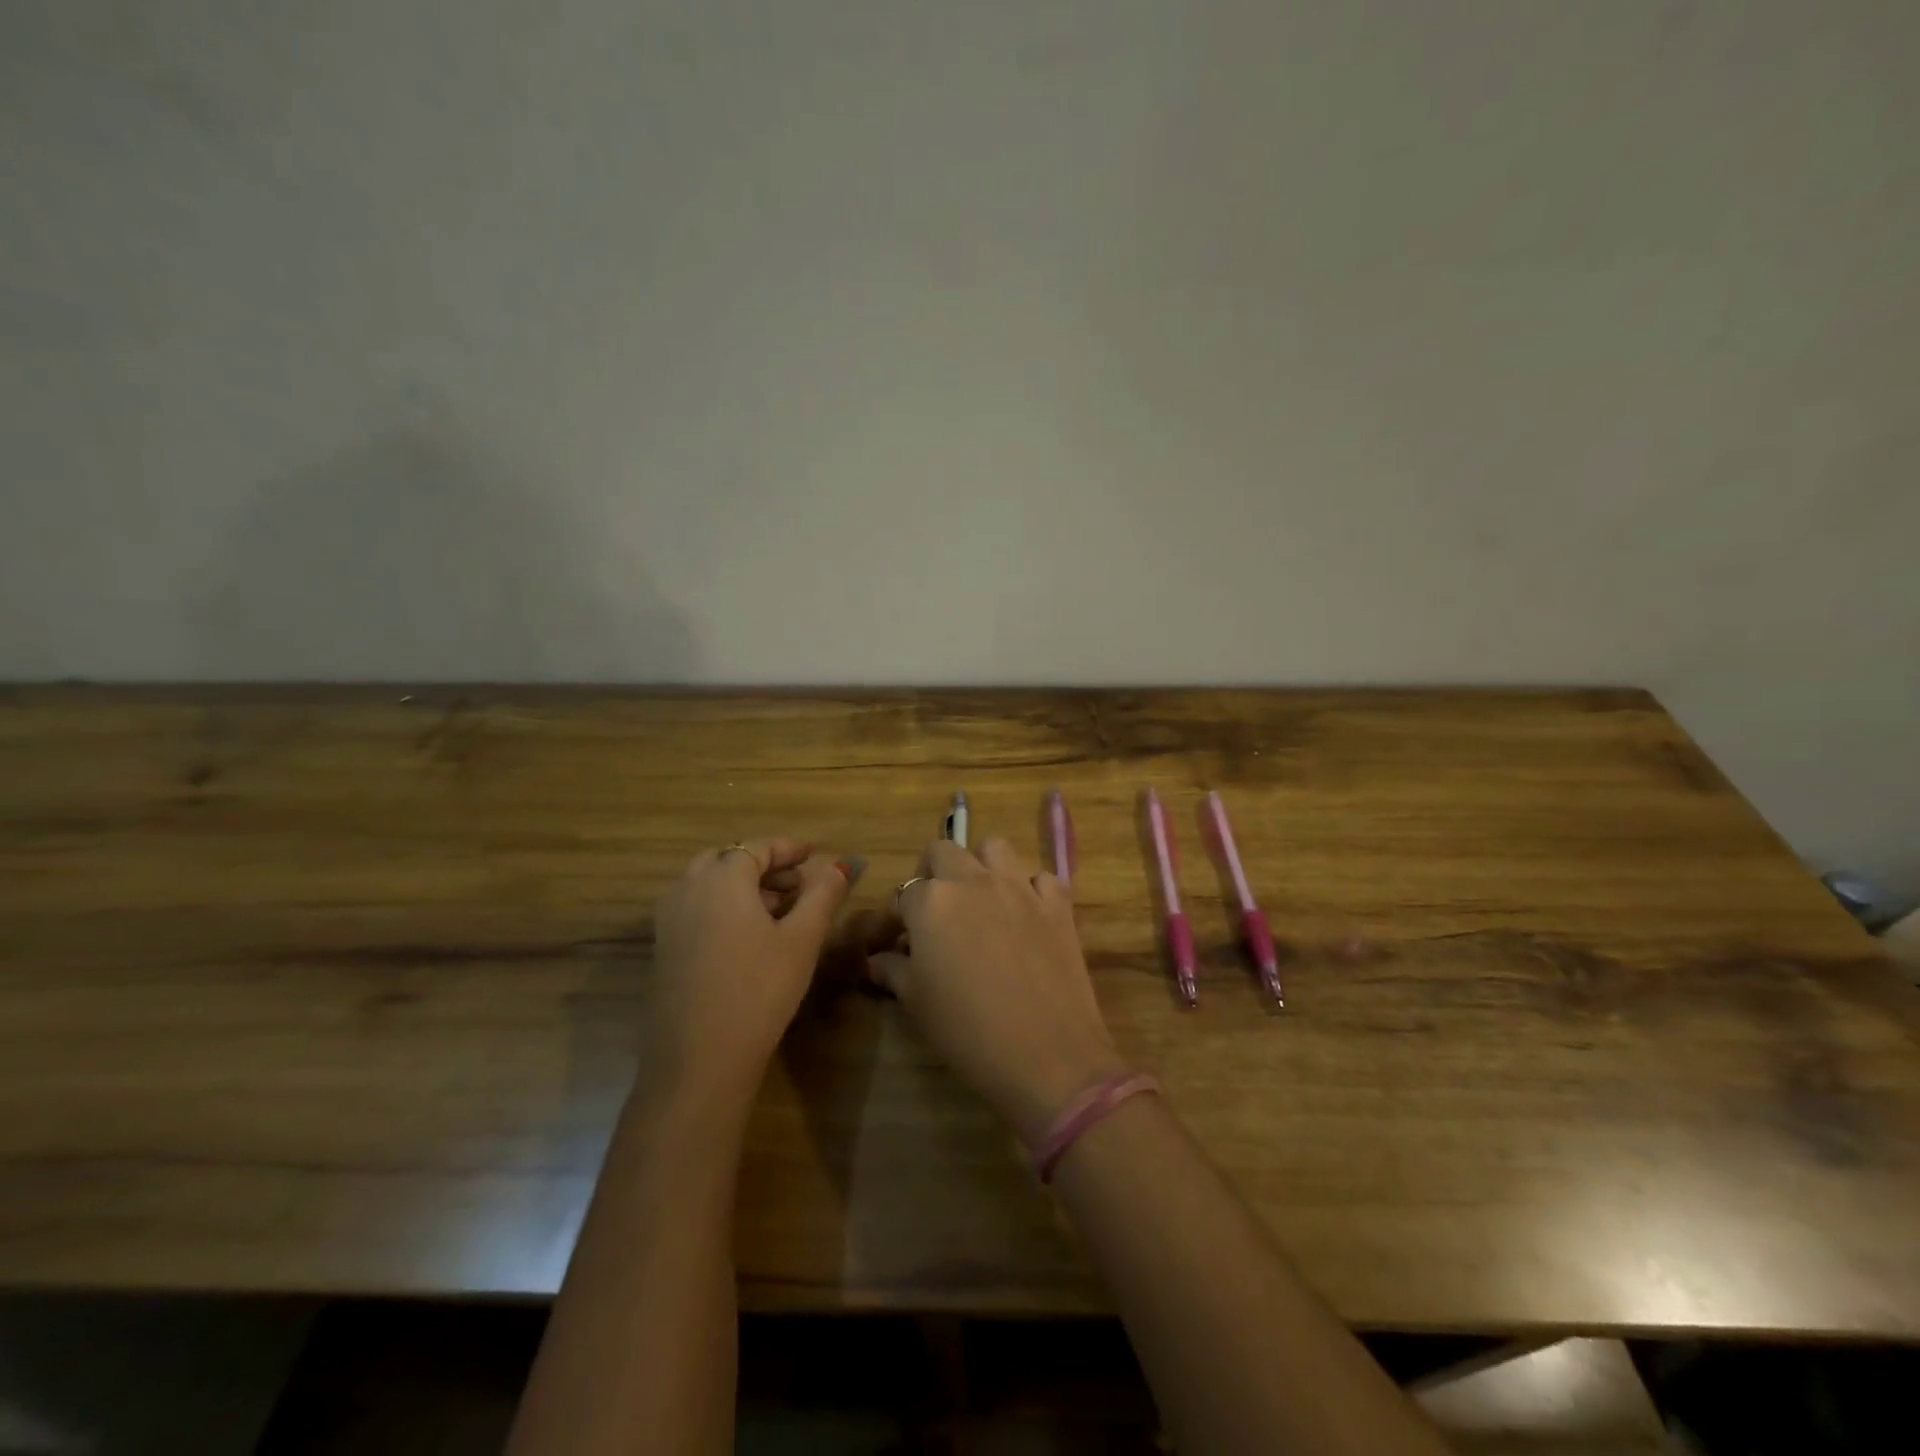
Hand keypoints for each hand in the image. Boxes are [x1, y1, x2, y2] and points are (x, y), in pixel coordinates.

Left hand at [645, 838, 851, 1108]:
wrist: (699, 1062)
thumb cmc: (759, 991)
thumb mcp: (802, 940)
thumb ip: (823, 895)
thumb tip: (840, 866)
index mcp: (721, 879)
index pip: (756, 848)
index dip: (787, 848)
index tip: (813, 853)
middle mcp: (687, 890)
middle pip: (726, 859)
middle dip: (762, 865)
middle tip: (795, 882)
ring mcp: (668, 921)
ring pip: (707, 884)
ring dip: (741, 885)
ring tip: (778, 908)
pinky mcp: (663, 950)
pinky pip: (694, 909)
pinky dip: (721, 906)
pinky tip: (747, 936)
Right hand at [871, 839, 1125, 1143]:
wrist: (1046, 1054)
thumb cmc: (968, 1031)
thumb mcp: (917, 1002)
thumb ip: (893, 970)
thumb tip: (876, 960)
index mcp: (932, 901)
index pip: (902, 893)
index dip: (895, 917)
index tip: (894, 941)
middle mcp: (974, 881)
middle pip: (944, 851)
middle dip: (932, 874)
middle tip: (933, 911)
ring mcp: (1020, 887)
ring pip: (994, 848)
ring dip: (981, 866)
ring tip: (979, 900)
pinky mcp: (1057, 904)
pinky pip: (1040, 878)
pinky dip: (1030, 888)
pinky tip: (1026, 915)